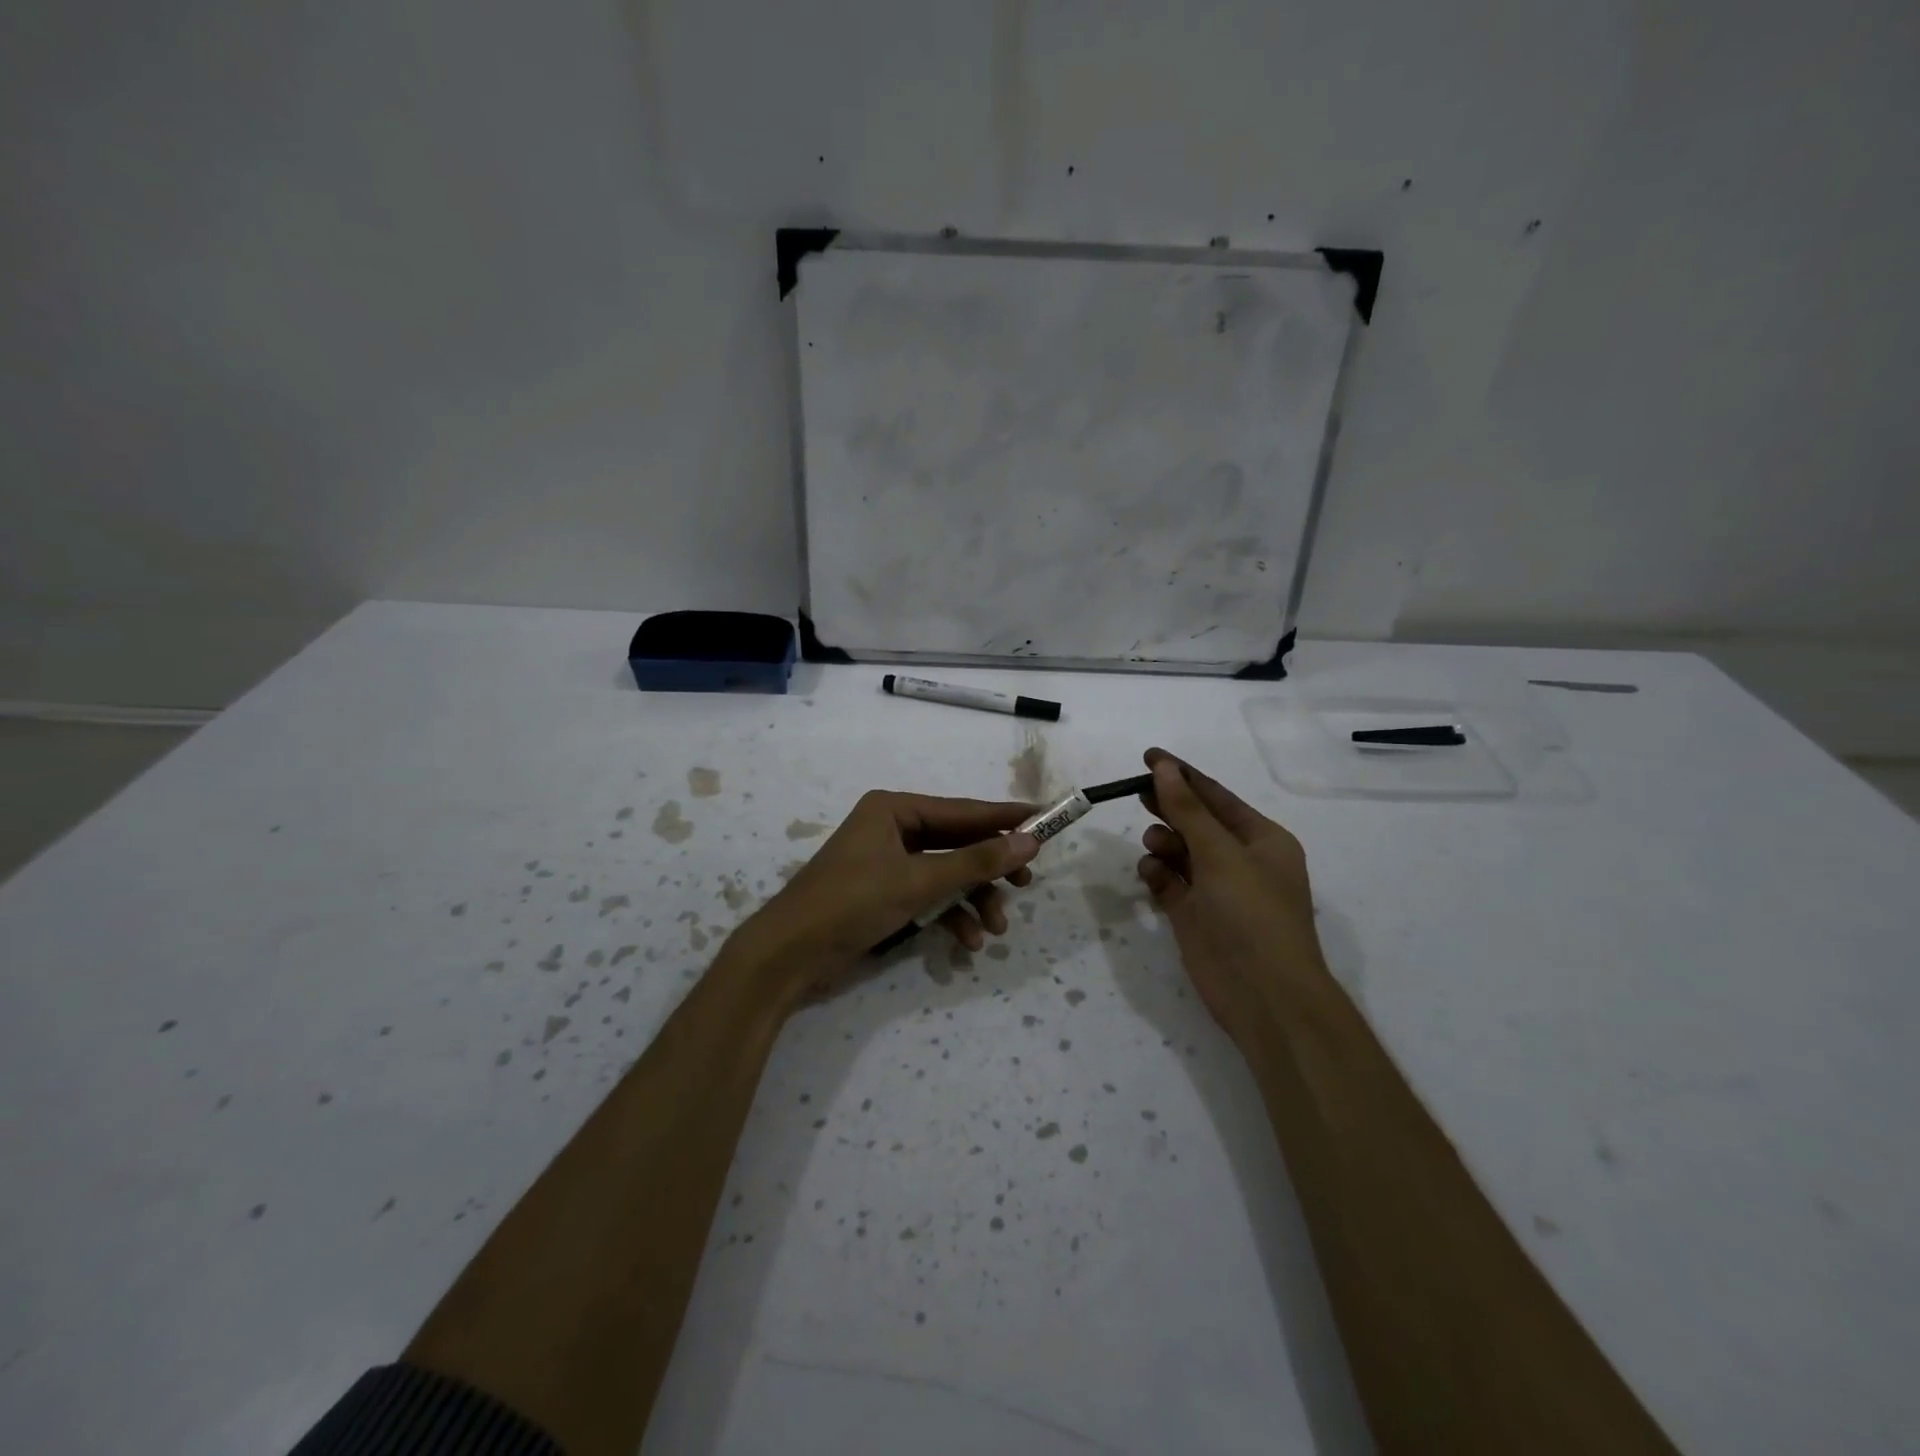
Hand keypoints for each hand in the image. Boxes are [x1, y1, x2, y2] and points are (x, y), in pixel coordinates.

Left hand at [727, 791, 1039, 1000]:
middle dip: (990, 869)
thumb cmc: (852, 903)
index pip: (963, 810)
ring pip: (946, 874)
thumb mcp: (919, 882)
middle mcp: (893, 828)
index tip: (1047, 819)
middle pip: (957, 843)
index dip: (1006, 817)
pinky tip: (966, 943)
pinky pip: (928, 896)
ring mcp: (887, 863)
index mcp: (895, 809)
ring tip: (994, 929)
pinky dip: (949, 916)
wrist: (788, 955)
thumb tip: (1030, 842)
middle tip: (1026, 884)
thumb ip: (976, 863)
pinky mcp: (884, 894)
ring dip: (972, 900)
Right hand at [1136, 747, 1327, 1050]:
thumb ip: (1188, 810)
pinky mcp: (1193, 914)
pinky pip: (1169, 881)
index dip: (1182, 775)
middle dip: (1168, 806)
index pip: (1215, 796)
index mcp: (1261, 839)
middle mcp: (1239, 860)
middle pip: (1195, 821)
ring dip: (1164, 843)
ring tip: (1156, 847)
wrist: (1263, 996)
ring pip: (1179, 851)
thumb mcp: (1221, 854)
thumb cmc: (1251, 914)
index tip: (1148, 756)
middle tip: (1135, 791)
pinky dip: (1157, 873)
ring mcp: (1216, 889)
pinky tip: (1151, 874)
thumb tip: (1164, 768)